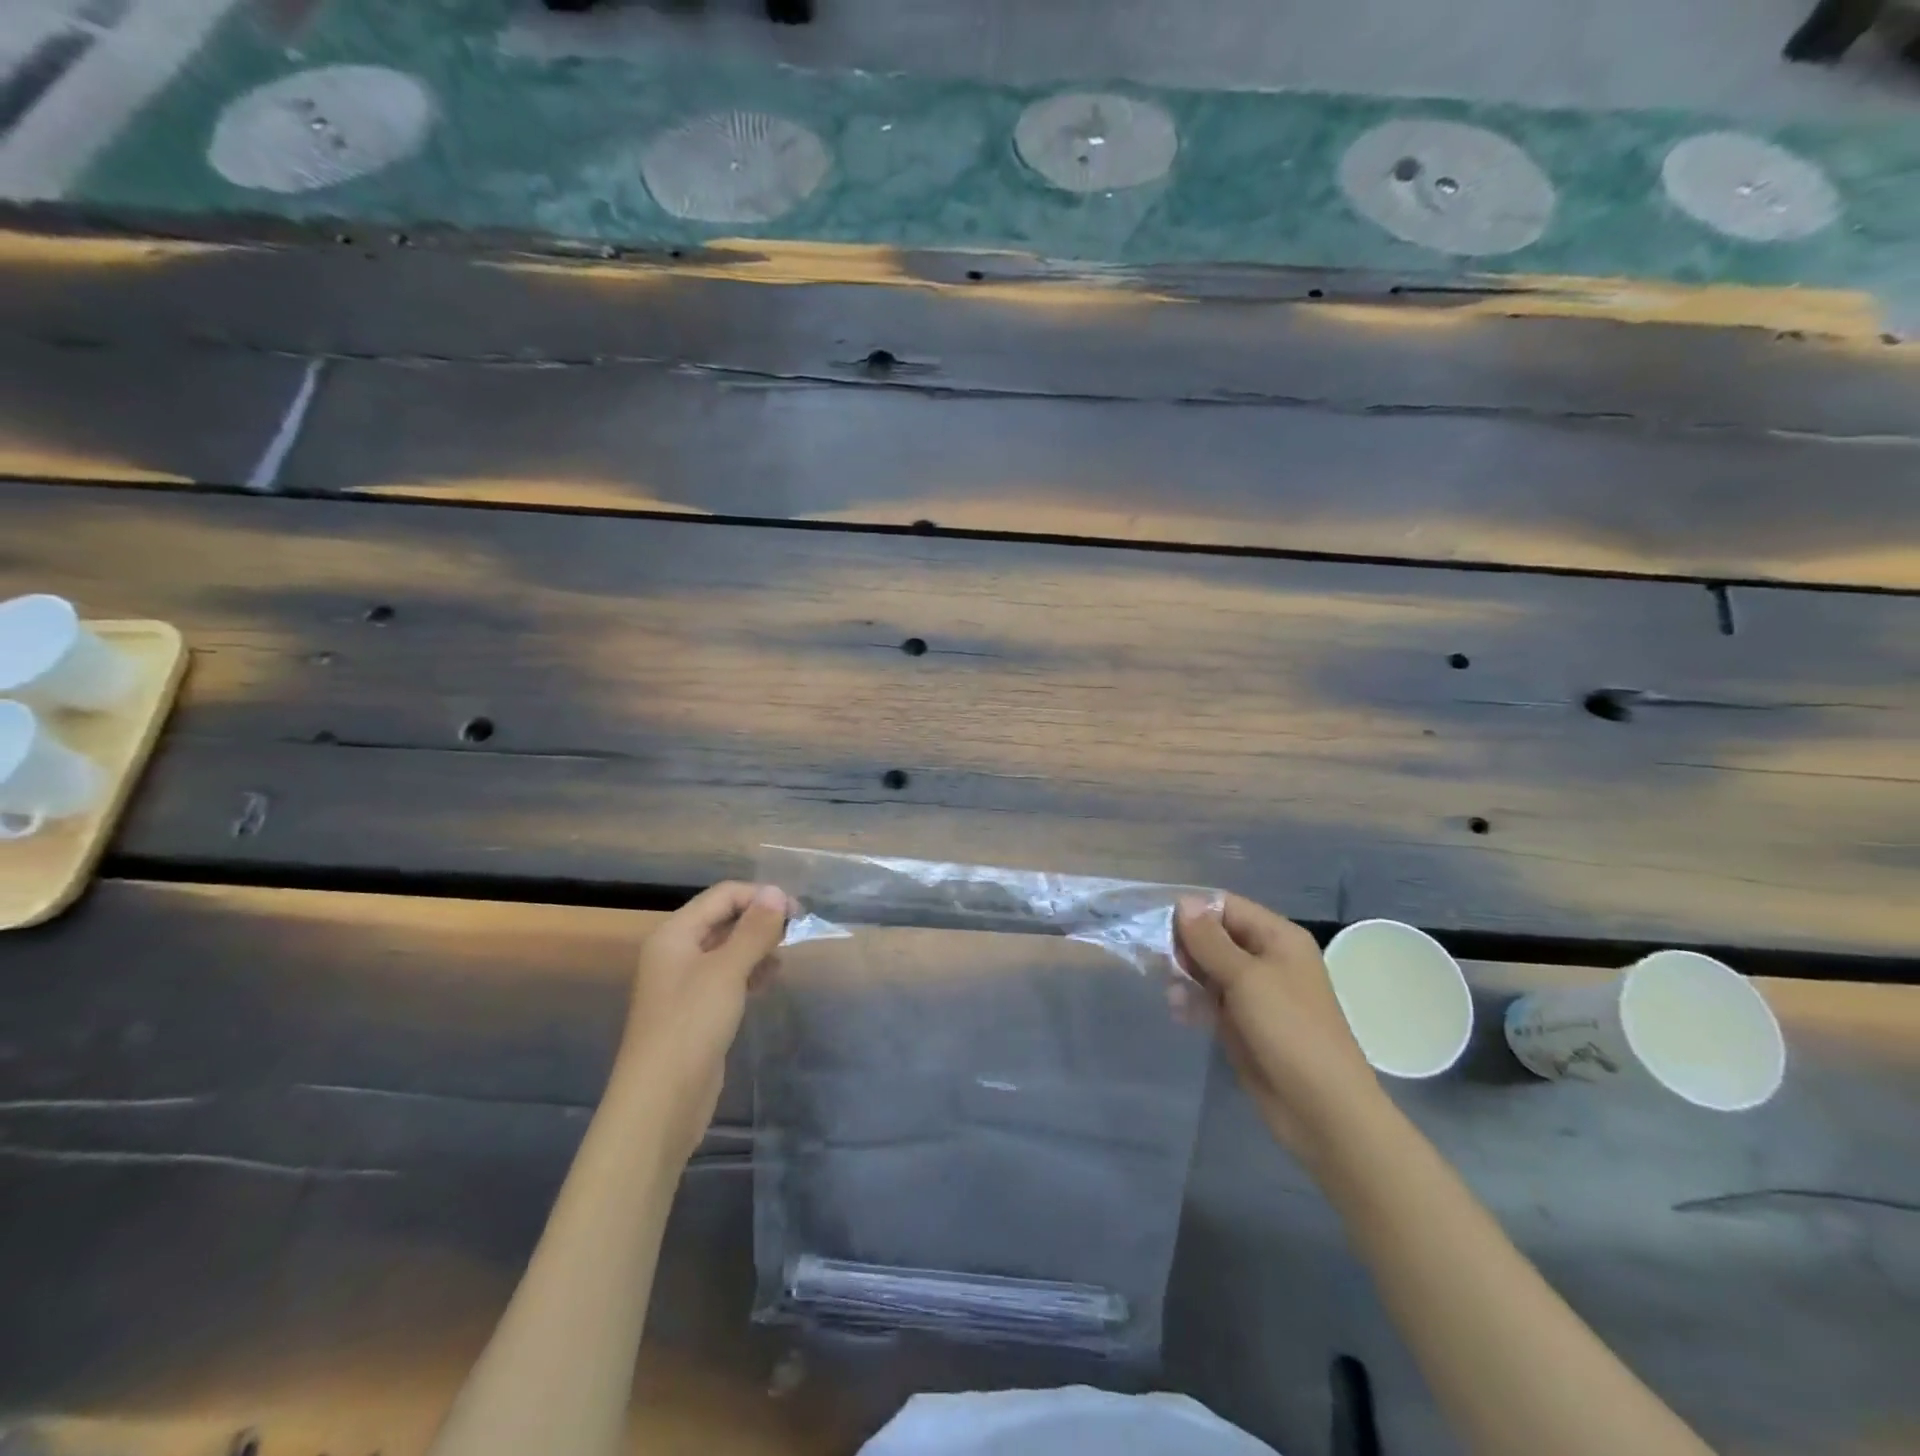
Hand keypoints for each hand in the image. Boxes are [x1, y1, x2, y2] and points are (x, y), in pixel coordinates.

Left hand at [617, 881, 789, 1161]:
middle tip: (795, 932)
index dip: (760, 897)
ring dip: (757, 946)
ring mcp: (685, 983)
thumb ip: (754, 930)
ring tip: (784, 957)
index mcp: (674, 934)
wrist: (660, 1101)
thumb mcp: (727, 971)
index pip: (723, 896)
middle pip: (723, 919)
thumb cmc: (691, 1026)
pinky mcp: (697, 1010)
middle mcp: (676, 952)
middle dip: (760, 920)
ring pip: (727, 948)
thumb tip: (775, 892)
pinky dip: (749, 971)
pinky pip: (727, 976)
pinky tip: (769, 980)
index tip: (796, 912)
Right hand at [1175, 895, 1384, 1162]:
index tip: (1158, 926)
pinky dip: (1193, 1002)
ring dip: (1185, 976)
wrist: (1322, 1109)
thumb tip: (1183, 901)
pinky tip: (1180, 1013)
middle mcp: (1267, 959)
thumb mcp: (1246, 978)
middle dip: (1185, 946)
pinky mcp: (1244, 1024)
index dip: (1192, 912)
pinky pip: (1211, 1000)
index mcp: (1277, 938)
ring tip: (1174, 995)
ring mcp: (1256, 994)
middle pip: (1214, 936)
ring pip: (1208, 969)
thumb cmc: (1289, 1031)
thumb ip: (1209, 939)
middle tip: (1160, 962)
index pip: (1225, 906)